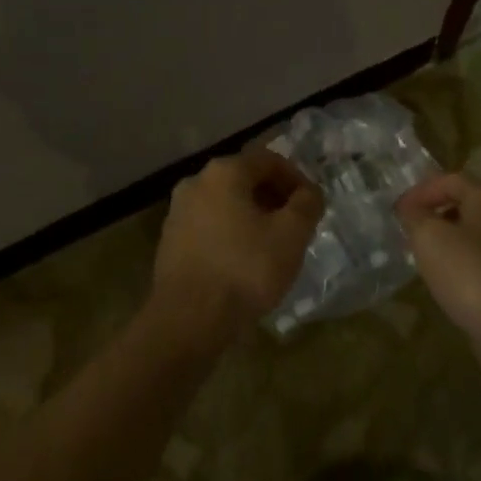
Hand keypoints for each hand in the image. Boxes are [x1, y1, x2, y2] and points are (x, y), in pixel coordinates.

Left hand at [152, 150, 323, 343]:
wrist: (187, 319)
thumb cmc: (245, 269)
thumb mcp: (291, 235)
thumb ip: (307, 205)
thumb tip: (310, 192)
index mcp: (224, 172)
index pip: (269, 160)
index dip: (296, 179)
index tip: (311, 205)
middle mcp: (196, 182)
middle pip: (244, 179)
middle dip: (273, 198)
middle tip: (295, 225)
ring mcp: (178, 212)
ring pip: (225, 204)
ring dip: (252, 217)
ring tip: (271, 246)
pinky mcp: (169, 241)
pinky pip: (209, 226)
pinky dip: (230, 234)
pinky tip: (243, 263)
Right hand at [396, 173, 480, 360]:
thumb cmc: (466, 271)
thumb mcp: (428, 236)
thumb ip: (415, 215)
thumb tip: (409, 208)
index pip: (450, 179)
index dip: (421, 190)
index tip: (399, 210)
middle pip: (463, 203)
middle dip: (433, 212)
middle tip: (409, 228)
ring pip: (471, 233)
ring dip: (445, 238)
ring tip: (420, 253)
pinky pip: (478, 259)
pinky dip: (458, 261)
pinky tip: (442, 277)